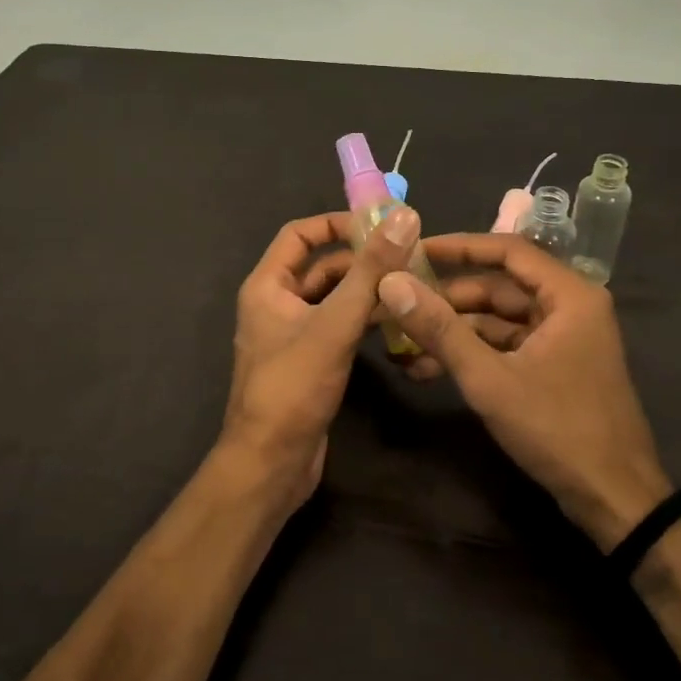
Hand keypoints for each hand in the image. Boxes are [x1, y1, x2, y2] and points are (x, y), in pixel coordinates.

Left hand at [222, 207, 420, 510]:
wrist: (271, 463)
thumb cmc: (294, 387)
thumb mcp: (334, 324)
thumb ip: (370, 271)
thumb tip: (403, 217)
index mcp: (267, 285)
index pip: (300, 234)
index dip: (336, 224)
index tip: (380, 225)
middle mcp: (276, 303)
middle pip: (320, 266)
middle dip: (360, 258)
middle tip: (409, 255)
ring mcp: (292, 334)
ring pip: (332, 298)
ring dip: (366, 290)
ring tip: (412, 284)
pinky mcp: (309, 360)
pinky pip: (337, 326)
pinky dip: (362, 319)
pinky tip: (397, 321)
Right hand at [379, 234, 670, 550]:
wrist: (614, 500)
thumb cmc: (557, 429)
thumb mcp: (489, 378)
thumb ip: (440, 328)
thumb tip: (391, 283)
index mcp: (569, 295)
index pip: (507, 250)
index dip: (458, 247)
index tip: (414, 250)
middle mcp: (570, 306)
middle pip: (499, 287)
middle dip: (447, 300)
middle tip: (398, 303)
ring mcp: (564, 337)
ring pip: (498, 319)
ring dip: (454, 331)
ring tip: (403, 344)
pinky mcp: (556, 364)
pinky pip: (507, 345)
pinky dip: (473, 353)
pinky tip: (429, 368)